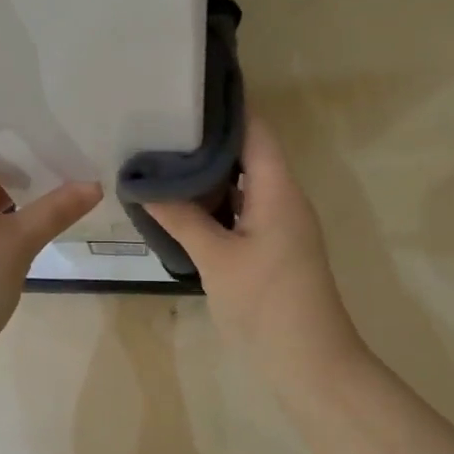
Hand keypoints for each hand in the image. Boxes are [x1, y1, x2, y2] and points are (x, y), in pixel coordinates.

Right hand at [147, 119, 364, 376]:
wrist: (310, 363)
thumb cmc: (267, 303)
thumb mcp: (217, 258)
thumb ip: (181, 218)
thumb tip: (142, 186)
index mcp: (278, 189)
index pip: (254, 129)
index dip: (224, 107)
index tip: (185, 90)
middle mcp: (283, 197)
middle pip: (247, 152)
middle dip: (206, 138)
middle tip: (161, 123)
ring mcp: (279, 223)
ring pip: (243, 182)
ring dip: (209, 171)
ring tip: (163, 154)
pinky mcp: (271, 246)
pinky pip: (242, 208)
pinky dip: (215, 200)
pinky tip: (181, 201)